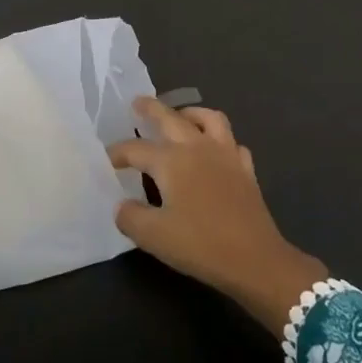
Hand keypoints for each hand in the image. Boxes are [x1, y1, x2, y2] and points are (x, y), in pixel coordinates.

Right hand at [109, 97, 327, 334]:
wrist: (255, 259)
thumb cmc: (200, 244)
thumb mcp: (153, 236)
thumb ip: (130, 216)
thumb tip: (121, 205)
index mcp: (171, 161)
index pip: (135, 149)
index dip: (117, 153)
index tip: (106, 160)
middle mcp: (197, 147)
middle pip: (171, 118)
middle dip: (151, 109)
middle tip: (138, 102)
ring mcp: (225, 155)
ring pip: (208, 118)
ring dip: (191, 113)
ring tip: (180, 117)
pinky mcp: (245, 170)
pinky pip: (232, 142)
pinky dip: (220, 139)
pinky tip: (214, 150)